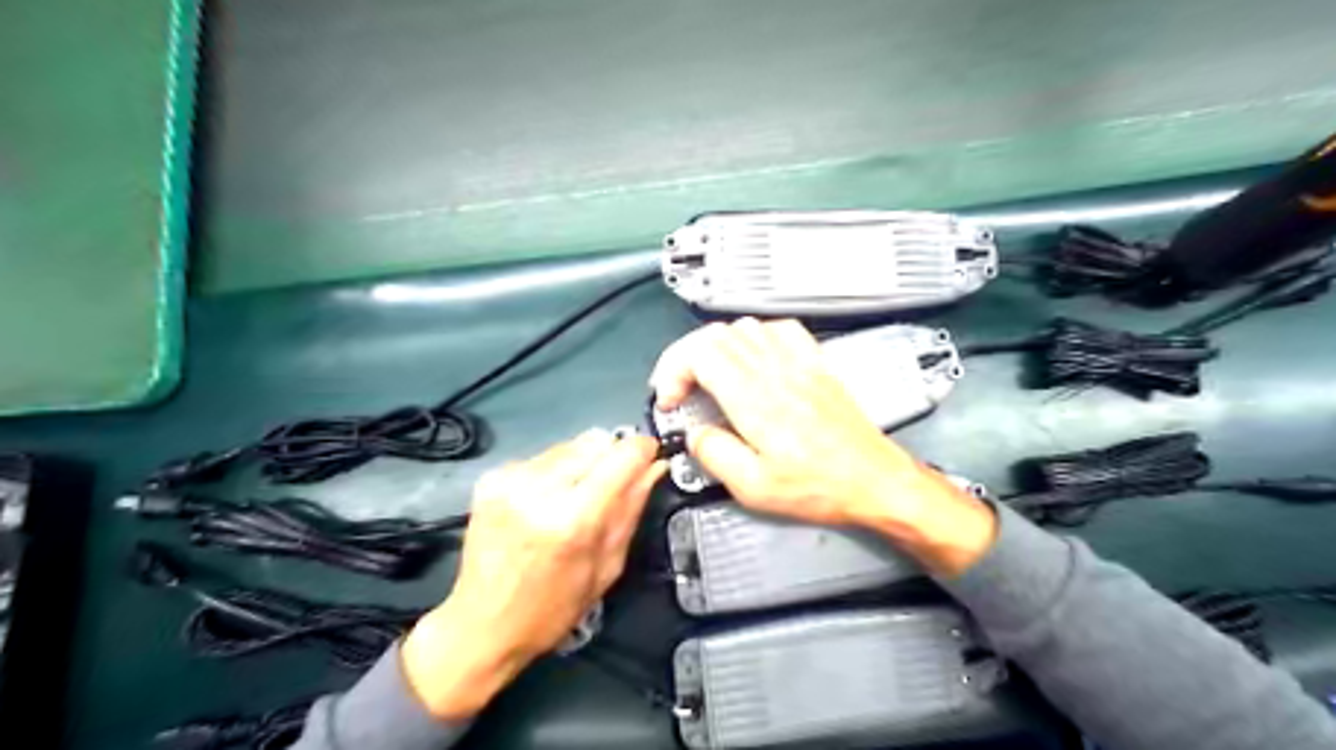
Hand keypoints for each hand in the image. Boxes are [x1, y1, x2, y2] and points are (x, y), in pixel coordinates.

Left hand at [400, 429, 665, 719]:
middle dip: (613, 457)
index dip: (643, 450)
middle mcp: (539, 488)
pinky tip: (549, 499)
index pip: (622, 455)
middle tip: (613, 486)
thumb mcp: (607, 567)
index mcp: (573, 518)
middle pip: (596, 441)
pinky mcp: (492, 477)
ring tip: (577, 496)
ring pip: (570, 444)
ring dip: (584, 462)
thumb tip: (655, 467)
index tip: (651, 456)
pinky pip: (543, 456)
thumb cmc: (552, 609)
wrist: (481, 624)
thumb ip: (631, 509)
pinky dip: (556, 470)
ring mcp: (510, 479)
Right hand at [654, 318, 994, 576]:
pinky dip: (755, 336)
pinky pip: (780, 329)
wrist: (875, 480)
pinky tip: (753, 359)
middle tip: (681, 390)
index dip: (673, 370)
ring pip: (744, 327)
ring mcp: (799, 362)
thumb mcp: (754, 488)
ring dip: (716, 347)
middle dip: (686, 358)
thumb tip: (695, 433)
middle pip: (715, 335)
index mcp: (754, 399)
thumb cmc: (818, 488)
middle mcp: (775, 371)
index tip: (670, 400)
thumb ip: (714, 454)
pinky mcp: (817, 363)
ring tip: (711, 377)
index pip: (700, 353)